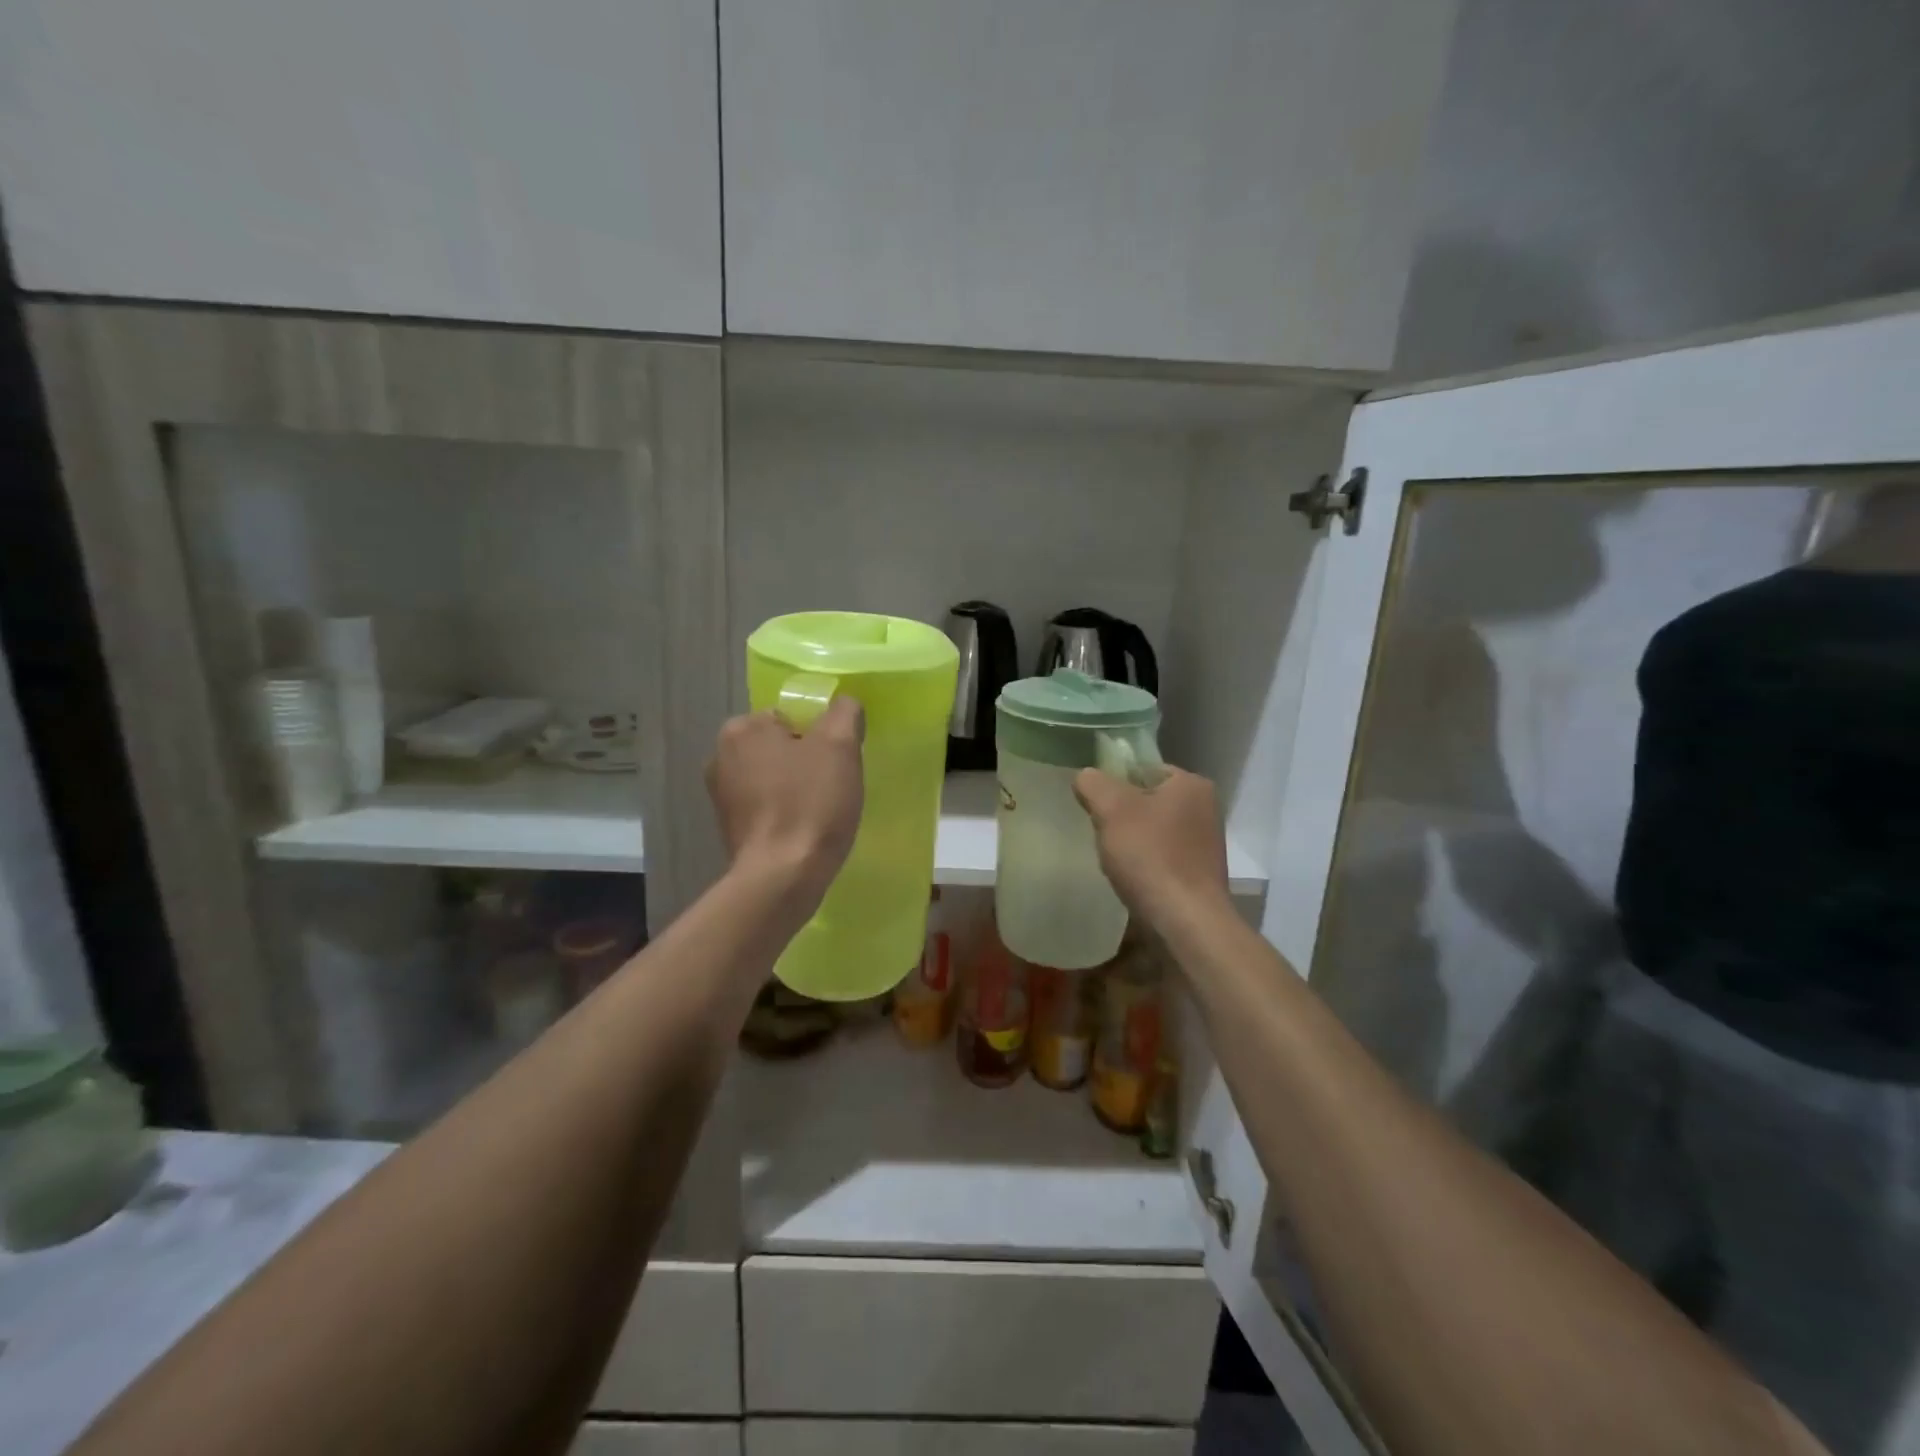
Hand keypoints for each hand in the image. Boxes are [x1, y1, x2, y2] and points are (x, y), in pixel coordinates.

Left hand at [707, 698, 864, 908]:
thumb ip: (844, 712)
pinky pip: (766, 807)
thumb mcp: (840, 746)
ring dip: (796, 789)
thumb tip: (844, 704)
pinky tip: (803, 831)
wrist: (782, 876)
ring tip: (820, 812)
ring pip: (774, 778)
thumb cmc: (811, 803)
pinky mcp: (728, 828)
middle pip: (781, 747)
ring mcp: (720, 795)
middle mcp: (721, 756)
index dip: (820, 737)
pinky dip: (784, 813)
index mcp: (742, 728)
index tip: (836, 764)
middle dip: (806, 762)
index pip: (792, 717)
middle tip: (832, 787)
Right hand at [1073, 765, 1230, 929]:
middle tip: (1100, 833)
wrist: (1185, 923)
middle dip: (1120, 816)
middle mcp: (1205, 809)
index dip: (1113, 784)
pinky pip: (1160, 858)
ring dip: (1130, 843)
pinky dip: (1143, 865)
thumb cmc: (1151, 856)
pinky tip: (1129, 880)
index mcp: (1192, 785)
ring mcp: (1204, 844)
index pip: (1142, 769)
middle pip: (1146, 801)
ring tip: (1112, 860)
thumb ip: (1093, 784)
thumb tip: (1086, 777)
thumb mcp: (1112, 809)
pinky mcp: (1198, 875)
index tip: (1094, 806)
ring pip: (1151, 831)